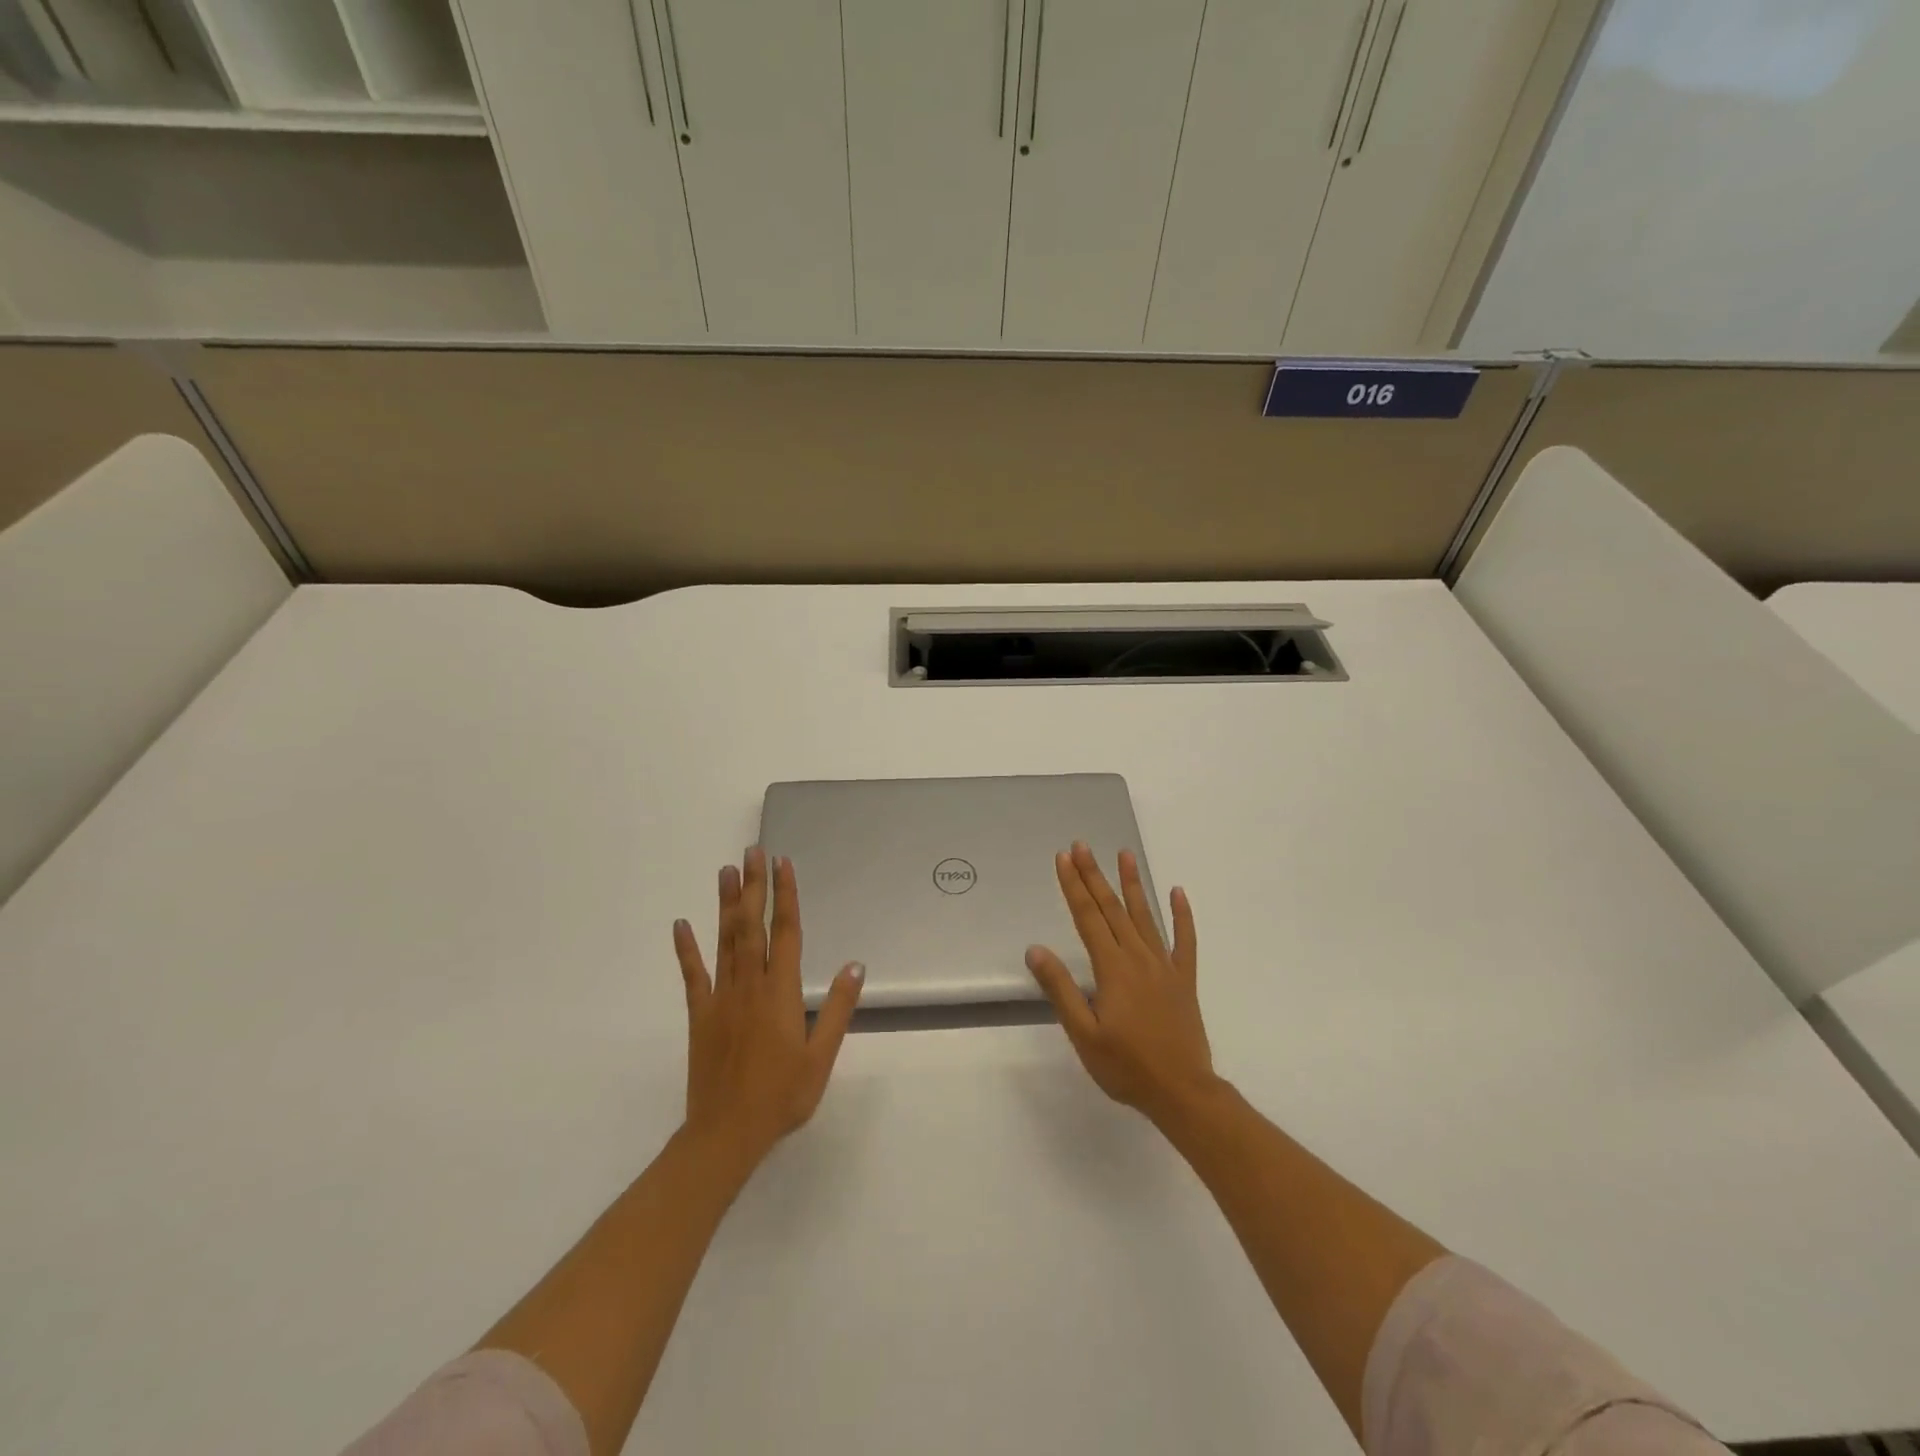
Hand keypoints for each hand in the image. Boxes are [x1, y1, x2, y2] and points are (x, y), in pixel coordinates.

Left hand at [672, 847, 864, 1171]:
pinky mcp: (699, 1015)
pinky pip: (692, 975)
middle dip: (754, 886)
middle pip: (752, 925)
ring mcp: (720, 998)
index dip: (786, 895)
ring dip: (726, 904)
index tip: (783, 864)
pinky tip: (680, 924)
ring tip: (726, 871)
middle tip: (752, 851)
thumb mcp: (821, 1056)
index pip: (786, 932)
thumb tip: (855, 965)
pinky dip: (686, 949)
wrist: (726, 1134)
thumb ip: (838, 1008)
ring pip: (724, 941)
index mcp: (780, 992)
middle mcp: (749, 985)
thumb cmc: (781, 1096)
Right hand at [1026, 843, 1217, 1125]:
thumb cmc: (1126, 1066)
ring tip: (1124, 854)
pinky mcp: (1184, 979)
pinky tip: (1178, 893)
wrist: (1183, 1091)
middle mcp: (1138, 957)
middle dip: (1094, 875)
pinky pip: (1185, 940)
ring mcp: (1164, 966)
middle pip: (1112, 909)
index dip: (1073, 886)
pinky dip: (1182, 915)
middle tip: (1082, 845)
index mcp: (1112, 968)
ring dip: (1133, 884)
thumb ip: (1060, 989)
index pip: (1087, 917)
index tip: (1063, 858)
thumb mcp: (1083, 1034)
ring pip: (1146, 916)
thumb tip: (1035, 950)